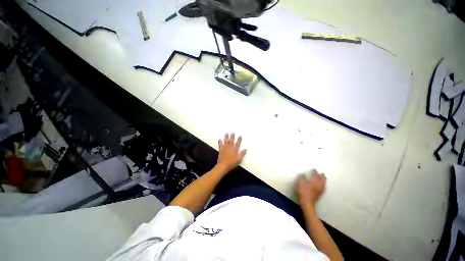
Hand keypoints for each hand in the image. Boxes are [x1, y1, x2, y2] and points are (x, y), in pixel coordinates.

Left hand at [217, 133, 246, 171]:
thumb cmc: (232, 163)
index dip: (239, 140)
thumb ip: (242, 154)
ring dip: (226, 137)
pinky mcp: (221, 150)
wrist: (223, 166)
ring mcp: (225, 149)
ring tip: (226, 133)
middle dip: (232, 137)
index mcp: (235, 150)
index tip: (240, 136)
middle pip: (231, 141)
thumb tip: (245, 149)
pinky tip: (219, 139)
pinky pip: (220, 145)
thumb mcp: (239, 159)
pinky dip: (220, 142)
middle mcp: (230, 148)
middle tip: (232, 132)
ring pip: (226, 142)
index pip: (238, 144)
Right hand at [296, 169, 325, 206]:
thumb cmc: (303, 192)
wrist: (307, 203)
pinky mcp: (319, 195)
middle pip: (322, 180)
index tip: (314, 169)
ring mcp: (320, 191)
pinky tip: (321, 186)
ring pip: (324, 184)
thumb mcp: (300, 183)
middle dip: (322, 176)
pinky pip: (323, 188)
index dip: (315, 172)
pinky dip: (323, 185)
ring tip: (323, 179)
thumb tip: (303, 174)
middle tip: (322, 173)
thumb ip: (302, 177)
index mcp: (315, 182)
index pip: (316, 175)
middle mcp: (319, 186)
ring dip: (323, 180)